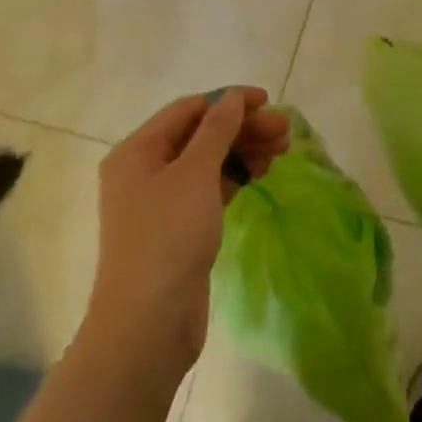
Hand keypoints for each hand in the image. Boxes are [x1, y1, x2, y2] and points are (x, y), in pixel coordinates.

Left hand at [86, 87, 288, 378]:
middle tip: (284, 134)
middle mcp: (143, 171)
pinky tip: (259, 175)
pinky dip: (233, 177)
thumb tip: (233, 97)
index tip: (268, 103)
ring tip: (280, 153)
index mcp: (137, 151)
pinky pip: (208, 188)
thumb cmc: (168, 237)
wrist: (148, 324)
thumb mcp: (196, 173)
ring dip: (242, 151)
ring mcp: (159, 202)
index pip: (188, 109)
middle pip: (199, 135)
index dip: (229, 101)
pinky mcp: (176, 228)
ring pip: (207, 162)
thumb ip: (218, 129)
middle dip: (242, 129)